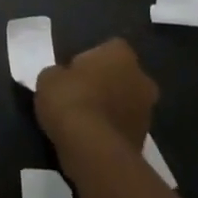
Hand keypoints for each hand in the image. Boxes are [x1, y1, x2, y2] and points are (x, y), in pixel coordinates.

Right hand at [35, 38, 158, 151]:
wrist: (91, 149)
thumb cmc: (70, 100)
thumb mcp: (49, 78)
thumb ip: (60, 73)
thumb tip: (63, 79)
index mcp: (121, 54)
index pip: (109, 48)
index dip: (91, 60)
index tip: (75, 72)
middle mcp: (141, 78)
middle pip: (124, 76)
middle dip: (108, 84)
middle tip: (83, 95)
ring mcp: (147, 112)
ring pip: (127, 104)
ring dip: (112, 109)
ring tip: (86, 121)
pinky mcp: (144, 141)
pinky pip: (124, 129)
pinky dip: (113, 132)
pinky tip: (93, 139)